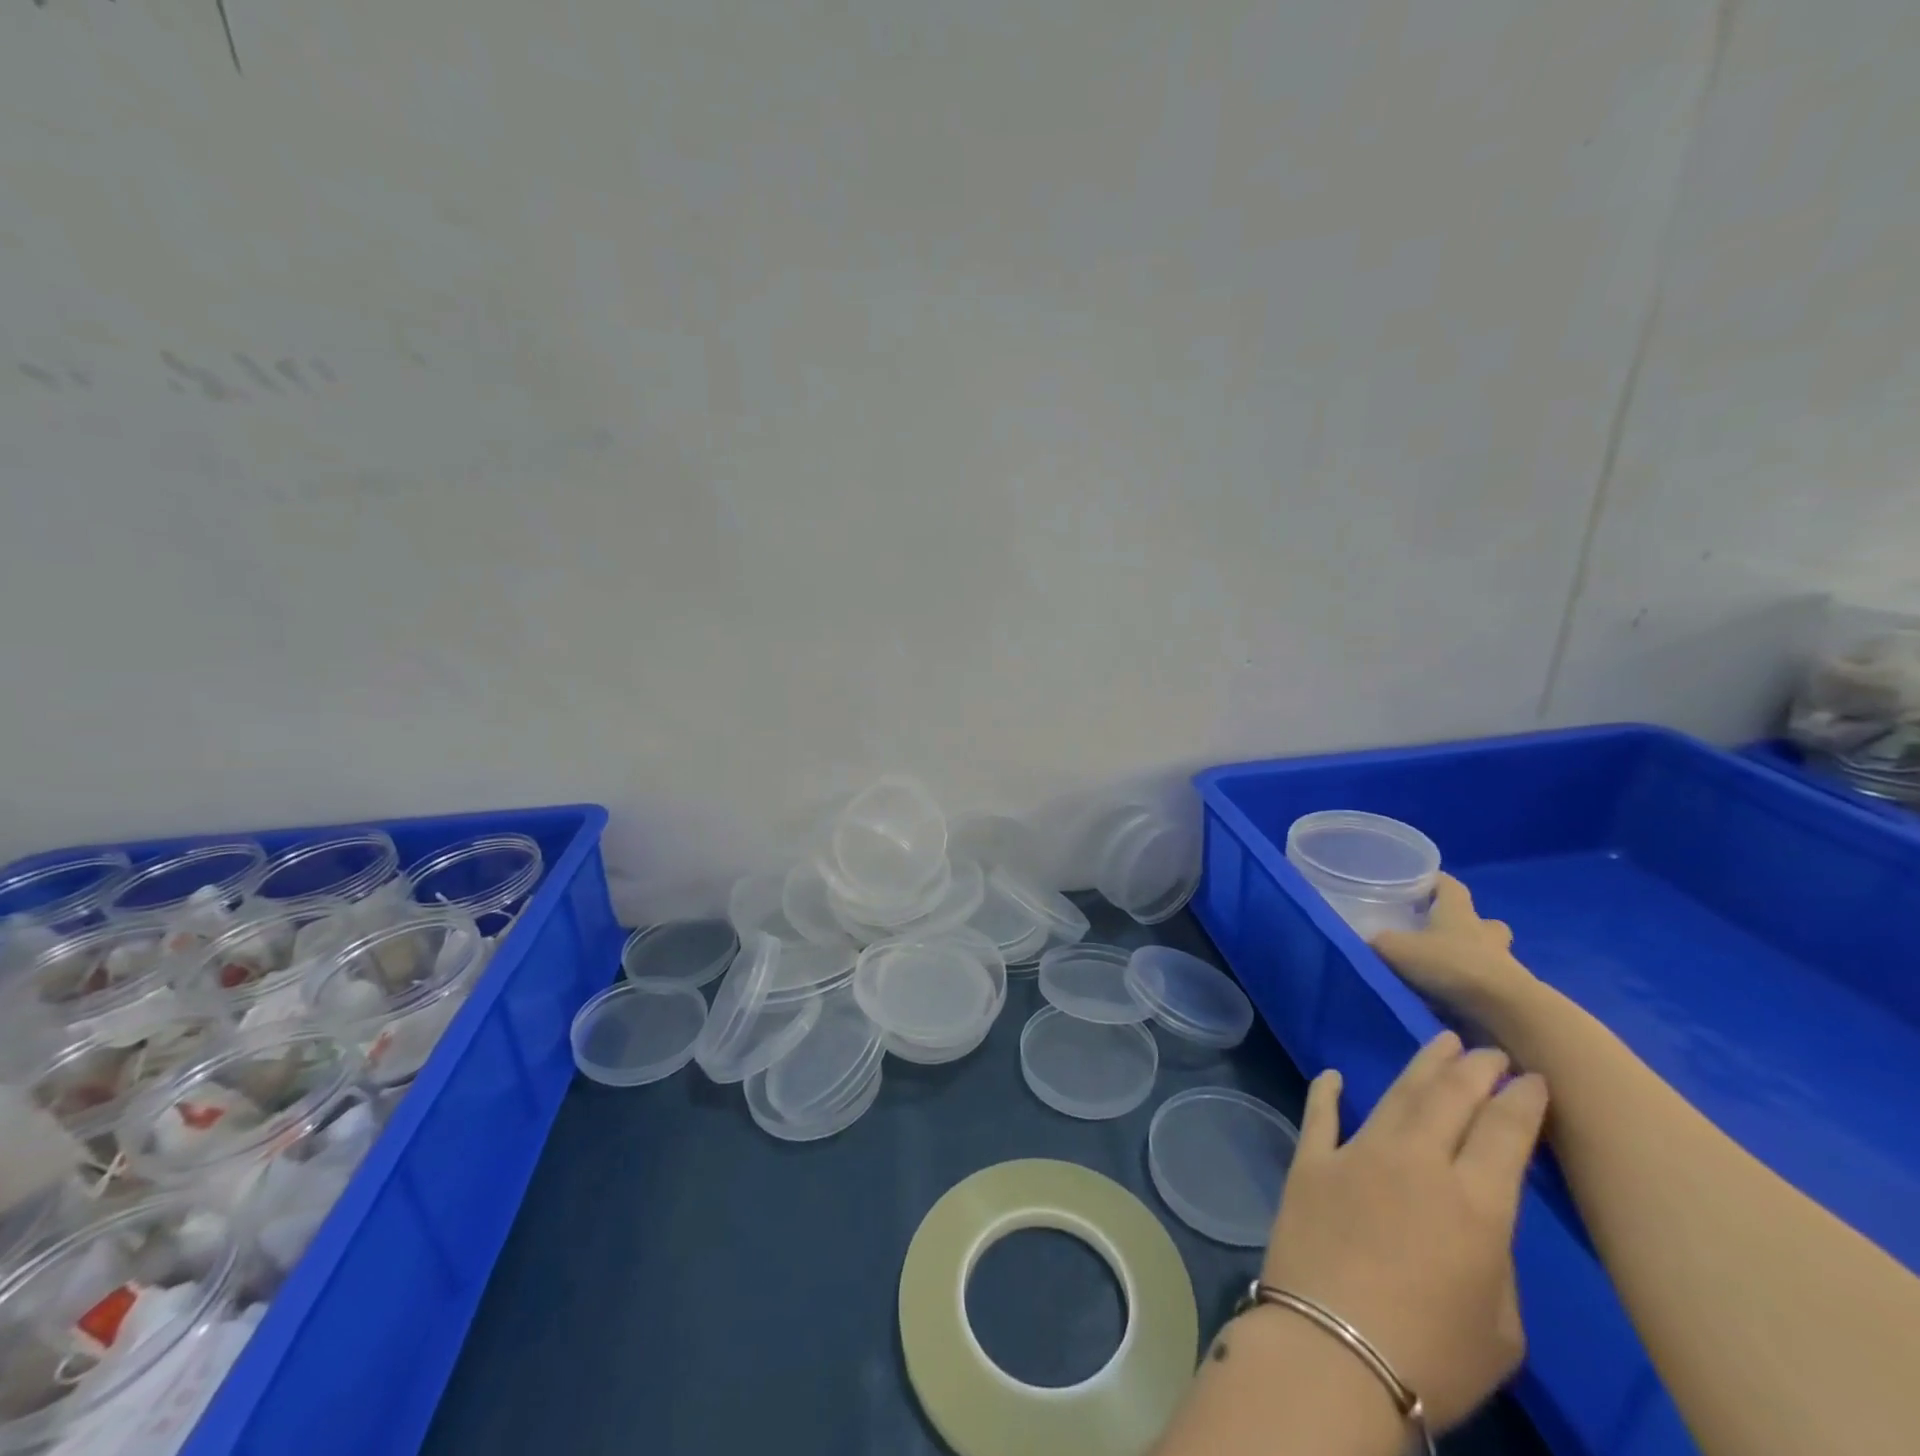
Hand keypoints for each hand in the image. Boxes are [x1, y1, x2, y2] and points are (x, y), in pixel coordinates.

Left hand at [1259, 1033, 1549, 1430]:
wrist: (1333, 1351)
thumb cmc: (1432, 1357)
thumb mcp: (1500, 1327)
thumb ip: (1492, 1259)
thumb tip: (1472, 1221)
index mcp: (1475, 1203)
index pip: (1505, 1133)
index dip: (1522, 1101)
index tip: (1532, 1077)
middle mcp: (1417, 1161)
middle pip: (1450, 1098)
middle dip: (1474, 1068)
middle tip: (1487, 1048)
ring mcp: (1357, 1153)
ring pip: (1396, 1095)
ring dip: (1421, 1066)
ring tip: (1439, 1042)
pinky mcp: (1311, 1161)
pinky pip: (1321, 1116)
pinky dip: (1328, 1093)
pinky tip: (1334, 1076)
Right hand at [1372, 874, 1534, 1023]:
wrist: (1504, 1010)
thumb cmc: (1450, 965)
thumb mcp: (1397, 950)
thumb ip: (1379, 941)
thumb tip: (1366, 939)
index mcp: (1458, 912)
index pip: (1450, 885)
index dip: (1435, 880)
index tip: (1419, 881)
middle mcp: (1483, 931)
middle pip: (1479, 919)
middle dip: (1463, 922)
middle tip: (1438, 929)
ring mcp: (1502, 962)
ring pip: (1489, 950)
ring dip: (1472, 955)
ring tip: (1445, 966)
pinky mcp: (1510, 992)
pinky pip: (1489, 980)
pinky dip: (1473, 984)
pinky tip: (1453, 995)